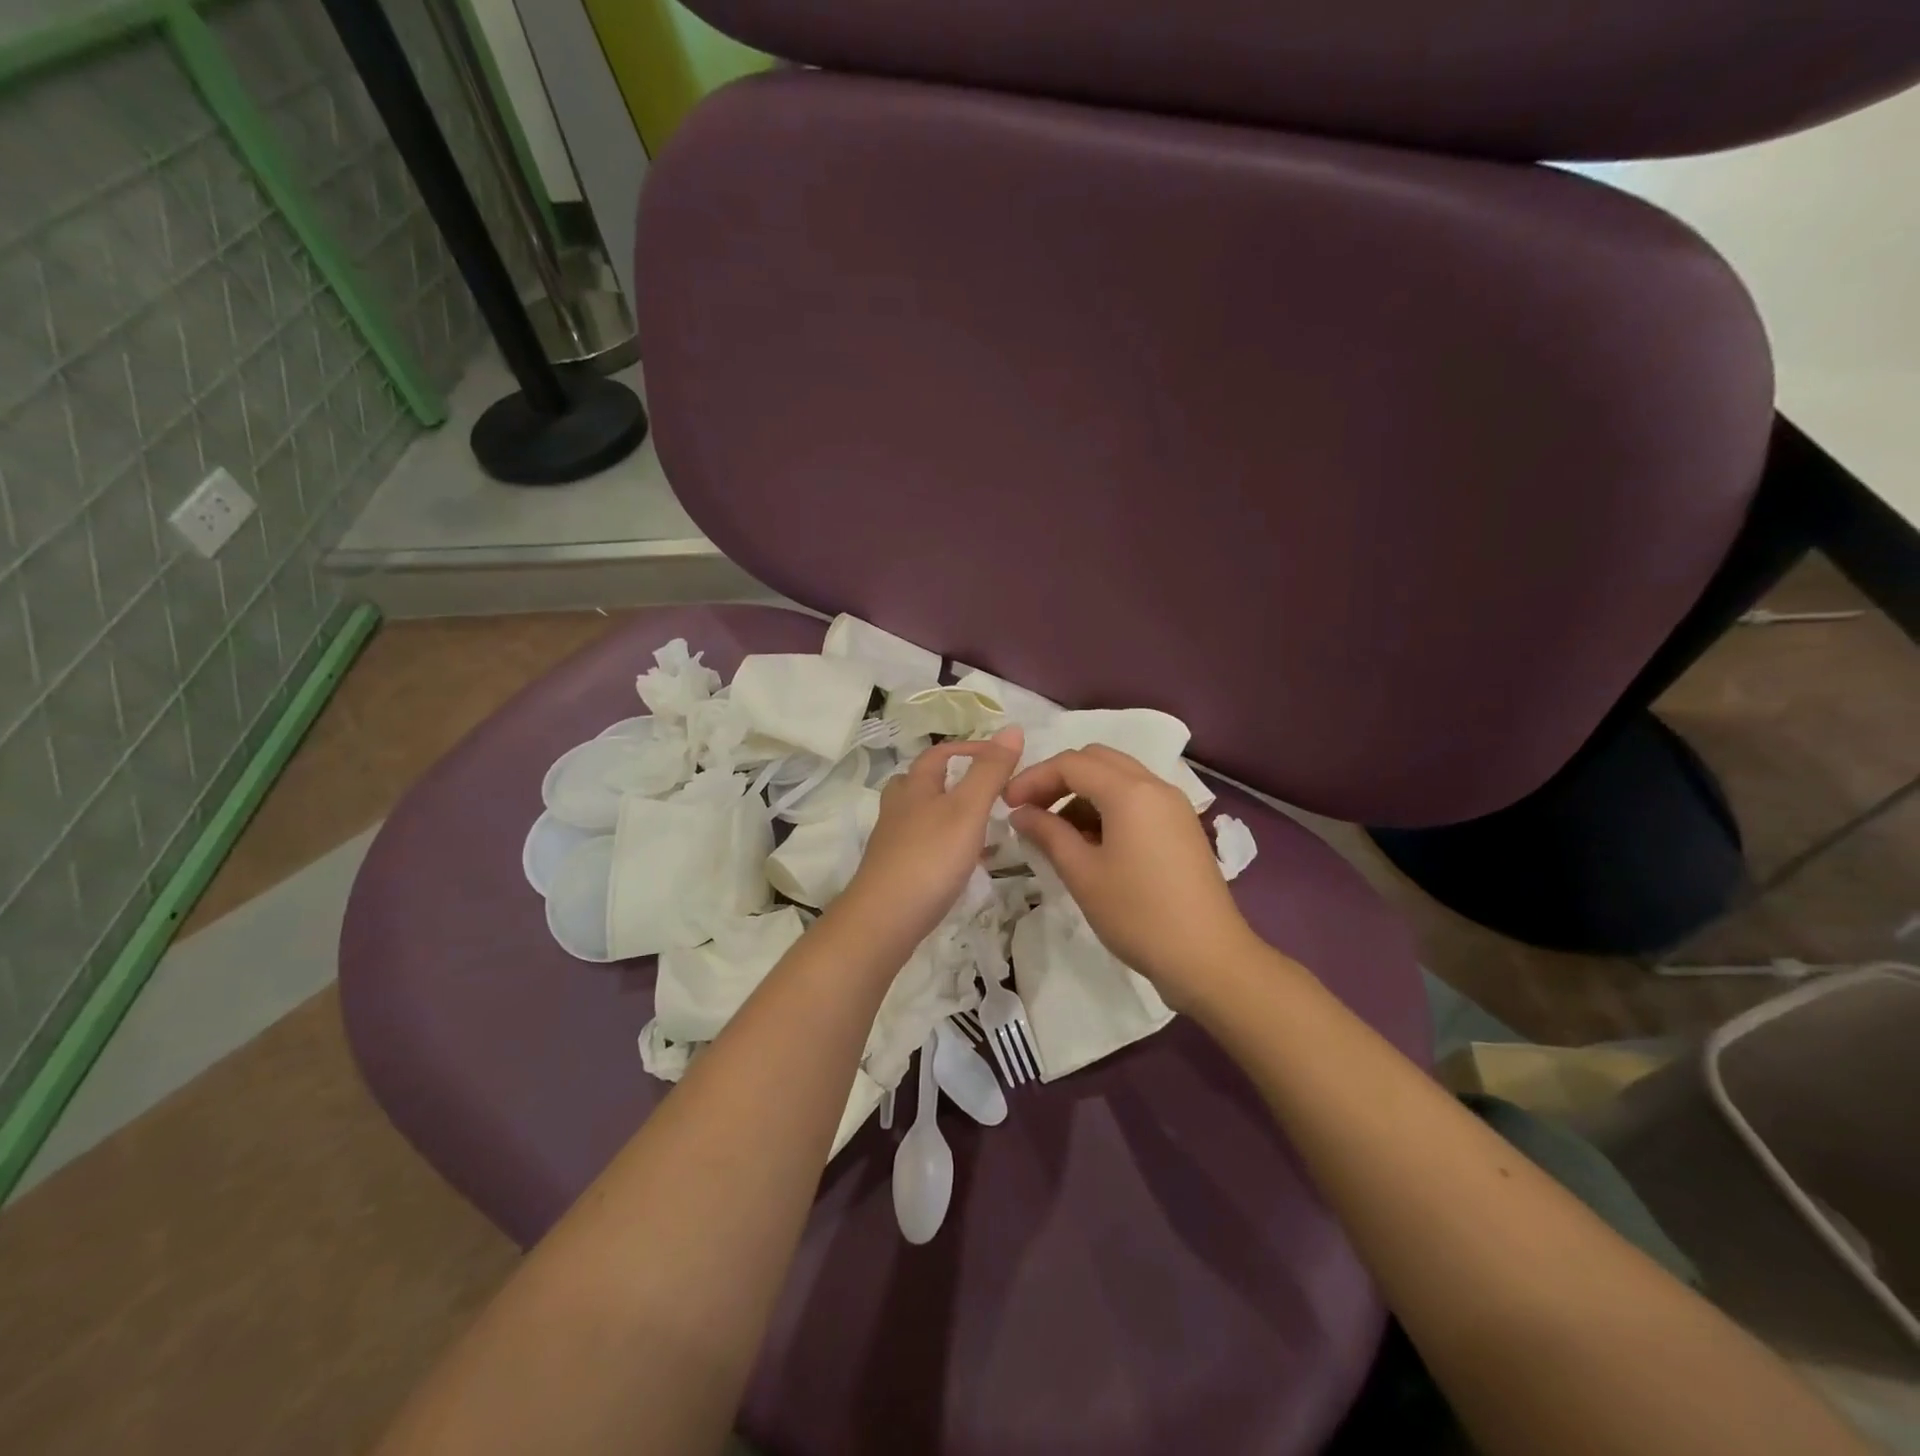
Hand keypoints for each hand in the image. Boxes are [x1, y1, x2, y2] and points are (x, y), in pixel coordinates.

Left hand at [840, 727, 1023, 948]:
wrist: (884, 919)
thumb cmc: (929, 857)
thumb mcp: (968, 809)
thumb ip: (990, 771)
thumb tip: (1013, 728)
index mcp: (914, 786)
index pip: (939, 753)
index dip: (969, 748)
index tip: (1001, 756)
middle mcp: (898, 808)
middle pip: (921, 782)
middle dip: (951, 779)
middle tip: (986, 789)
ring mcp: (893, 841)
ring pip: (921, 815)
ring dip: (949, 813)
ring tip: (981, 825)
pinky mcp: (895, 870)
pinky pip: (923, 845)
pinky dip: (945, 844)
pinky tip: (963, 863)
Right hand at [1004, 744, 1254, 1003]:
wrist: (1208, 958)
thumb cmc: (1138, 915)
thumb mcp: (1083, 874)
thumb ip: (1048, 834)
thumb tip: (1020, 813)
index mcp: (1130, 792)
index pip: (1071, 764)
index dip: (1033, 778)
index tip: (1007, 804)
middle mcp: (1155, 786)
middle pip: (1097, 760)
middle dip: (1058, 778)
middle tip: (1031, 810)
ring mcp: (1173, 806)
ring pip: (1118, 778)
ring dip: (1082, 793)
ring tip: (1056, 832)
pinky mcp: (1181, 827)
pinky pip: (1137, 799)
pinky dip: (1107, 807)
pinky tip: (1090, 842)